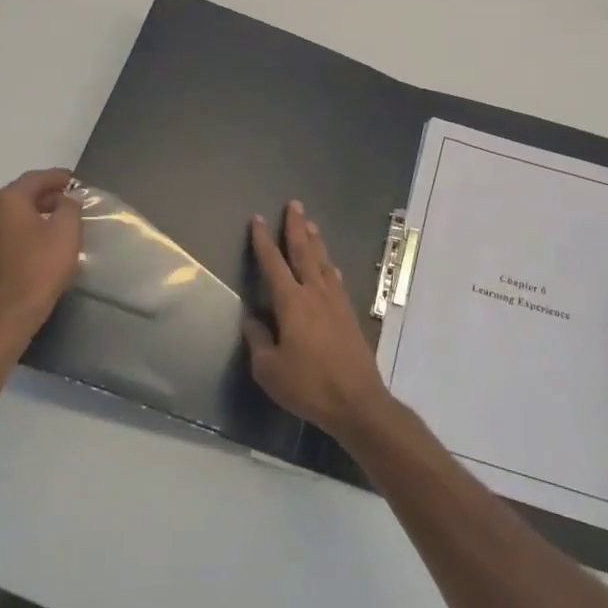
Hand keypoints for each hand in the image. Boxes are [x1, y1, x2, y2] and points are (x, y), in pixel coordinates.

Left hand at [0, 168, 81, 343]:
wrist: (3, 318)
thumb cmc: (39, 269)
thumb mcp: (66, 232)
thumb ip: (69, 207)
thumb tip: (66, 198)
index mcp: (6, 201)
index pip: (35, 179)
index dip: (57, 177)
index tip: (74, 180)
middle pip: (18, 198)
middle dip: (44, 198)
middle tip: (67, 204)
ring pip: (7, 220)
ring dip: (29, 219)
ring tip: (51, 227)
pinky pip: (0, 241)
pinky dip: (17, 238)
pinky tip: (31, 252)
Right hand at [244, 201, 392, 438]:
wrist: (356, 402)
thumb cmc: (308, 386)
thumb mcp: (269, 369)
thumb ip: (258, 340)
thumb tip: (251, 320)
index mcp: (291, 303)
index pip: (273, 264)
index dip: (263, 240)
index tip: (257, 219)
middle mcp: (315, 294)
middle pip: (304, 252)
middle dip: (296, 227)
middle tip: (294, 204)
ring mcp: (336, 303)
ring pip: (323, 263)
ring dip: (315, 242)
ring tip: (311, 224)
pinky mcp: (349, 315)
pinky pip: (336, 281)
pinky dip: (330, 267)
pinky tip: (330, 266)